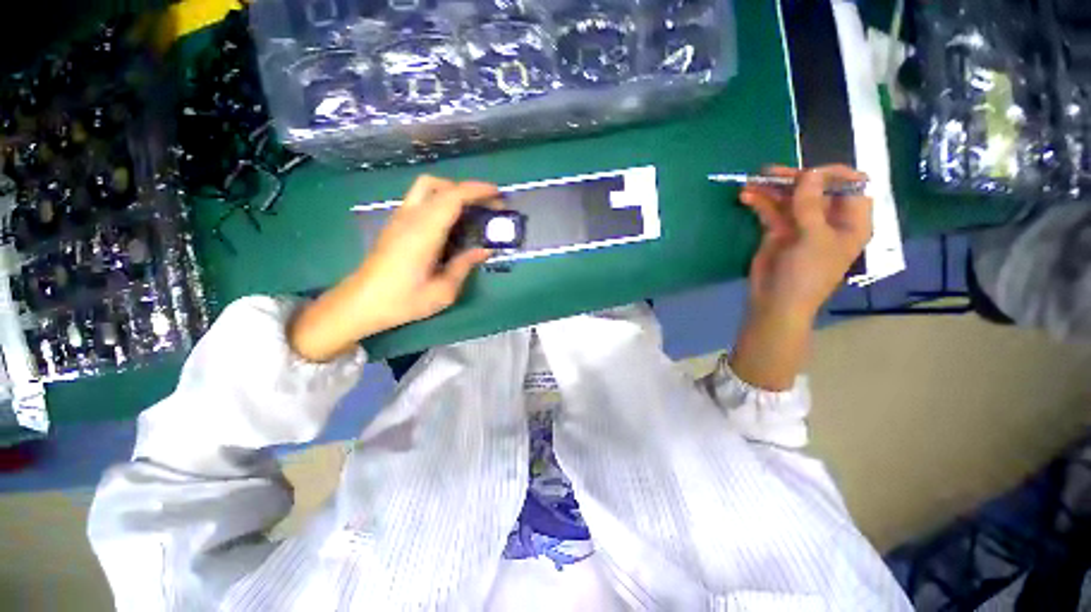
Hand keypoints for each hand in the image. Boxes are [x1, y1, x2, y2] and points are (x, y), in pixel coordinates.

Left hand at [288, 176, 499, 361]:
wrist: (361, 303)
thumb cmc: (403, 300)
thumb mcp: (443, 291)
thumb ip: (465, 265)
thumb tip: (485, 250)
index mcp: (424, 232)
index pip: (452, 197)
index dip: (477, 191)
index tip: (498, 194)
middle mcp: (410, 217)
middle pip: (438, 184)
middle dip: (467, 189)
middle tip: (487, 206)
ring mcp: (400, 218)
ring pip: (426, 187)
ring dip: (452, 192)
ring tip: (470, 211)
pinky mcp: (395, 224)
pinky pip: (420, 199)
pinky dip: (441, 200)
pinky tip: (451, 223)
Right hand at [739, 165, 872, 319]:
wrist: (775, 302)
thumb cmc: (806, 274)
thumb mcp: (813, 238)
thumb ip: (810, 204)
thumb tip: (810, 172)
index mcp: (850, 221)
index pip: (850, 186)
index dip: (831, 175)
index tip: (806, 175)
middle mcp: (828, 219)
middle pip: (815, 189)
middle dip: (793, 179)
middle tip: (769, 172)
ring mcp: (801, 225)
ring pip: (789, 198)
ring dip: (771, 189)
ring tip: (750, 182)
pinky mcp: (778, 232)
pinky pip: (771, 211)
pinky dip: (759, 202)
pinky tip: (746, 197)